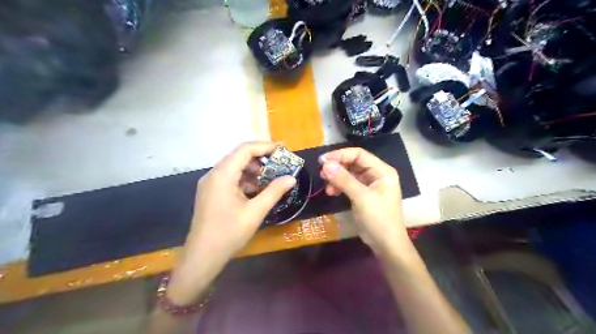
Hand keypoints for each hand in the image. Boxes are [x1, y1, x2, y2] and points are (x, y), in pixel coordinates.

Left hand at [168, 142, 294, 305]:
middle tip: (280, 165)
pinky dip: (245, 180)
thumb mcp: (255, 212)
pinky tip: (258, 190)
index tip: (282, 151)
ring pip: (235, 168)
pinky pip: (230, 179)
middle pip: (239, 157)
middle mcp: (214, 174)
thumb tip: (291, 178)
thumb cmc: (229, 233)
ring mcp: (211, 184)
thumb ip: (274, 192)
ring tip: (272, 178)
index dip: (264, 147)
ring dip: (253, 170)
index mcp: (222, 175)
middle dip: (261, 159)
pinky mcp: (211, 193)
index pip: (244, 150)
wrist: (202, 256)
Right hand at [319, 147, 406, 254]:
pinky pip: (349, 184)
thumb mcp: (361, 197)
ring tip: (327, 187)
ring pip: (349, 173)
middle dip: (337, 167)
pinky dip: (339, 186)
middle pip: (353, 163)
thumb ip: (344, 179)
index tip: (323, 161)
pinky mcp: (363, 194)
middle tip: (322, 173)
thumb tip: (326, 164)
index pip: (359, 154)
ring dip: (337, 177)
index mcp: (382, 171)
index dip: (340, 155)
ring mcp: (370, 185)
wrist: (386, 245)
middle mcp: (377, 174)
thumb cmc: (378, 219)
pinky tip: (331, 192)